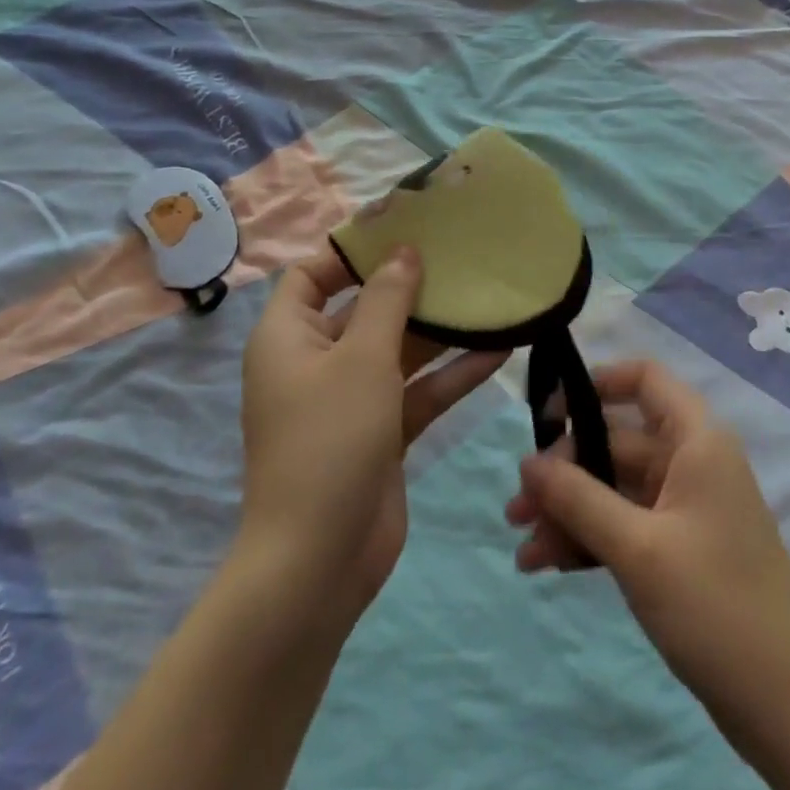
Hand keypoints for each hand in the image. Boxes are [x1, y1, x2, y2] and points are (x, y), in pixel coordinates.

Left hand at [239, 246, 506, 620]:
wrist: (318, 562)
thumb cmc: (330, 440)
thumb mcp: (361, 357)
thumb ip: (387, 299)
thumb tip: (404, 251)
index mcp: (289, 337)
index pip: (314, 274)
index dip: (353, 249)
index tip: (404, 227)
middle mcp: (317, 361)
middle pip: (365, 307)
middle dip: (410, 284)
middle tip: (460, 254)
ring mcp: (351, 399)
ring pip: (399, 349)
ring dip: (441, 330)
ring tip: (488, 297)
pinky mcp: (381, 431)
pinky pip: (418, 390)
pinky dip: (452, 373)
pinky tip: (501, 351)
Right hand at [504, 360, 789, 771]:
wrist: (786, 705)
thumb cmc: (714, 606)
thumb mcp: (637, 549)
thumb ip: (578, 499)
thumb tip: (527, 461)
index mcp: (697, 440)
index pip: (645, 379)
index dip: (596, 383)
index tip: (547, 411)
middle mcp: (692, 461)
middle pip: (617, 442)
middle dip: (565, 472)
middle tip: (516, 508)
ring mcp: (687, 507)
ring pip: (616, 489)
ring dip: (570, 512)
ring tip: (523, 547)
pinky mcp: (681, 548)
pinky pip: (626, 525)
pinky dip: (591, 539)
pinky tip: (549, 564)